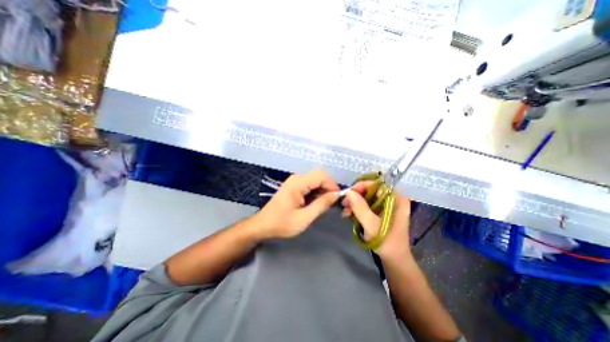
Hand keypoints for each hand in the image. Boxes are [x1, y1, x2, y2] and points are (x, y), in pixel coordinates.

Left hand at [253, 167, 337, 237]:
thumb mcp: (304, 218)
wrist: (263, 225)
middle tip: (330, 203)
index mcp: (298, 183)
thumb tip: (336, 195)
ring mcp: (295, 180)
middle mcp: (297, 178)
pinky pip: (310, 184)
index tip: (336, 199)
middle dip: (328, 188)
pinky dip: (316, 192)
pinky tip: (315, 203)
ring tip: (323, 205)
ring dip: (323, 190)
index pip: (321, 175)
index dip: (332, 185)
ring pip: (316, 179)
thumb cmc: (282, 223)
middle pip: (319, 175)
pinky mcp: (294, 185)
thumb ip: (321, 205)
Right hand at [341, 183, 412, 259]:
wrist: (394, 259)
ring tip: (345, 212)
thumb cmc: (386, 242)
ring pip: (366, 198)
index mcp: (396, 199)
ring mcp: (386, 205)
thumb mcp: (372, 225)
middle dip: (355, 197)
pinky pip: (366, 205)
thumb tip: (349, 192)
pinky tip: (348, 215)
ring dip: (354, 203)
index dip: (361, 186)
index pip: (377, 184)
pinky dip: (357, 209)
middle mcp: (392, 199)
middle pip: (370, 190)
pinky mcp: (380, 212)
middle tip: (344, 204)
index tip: (348, 194)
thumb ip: (360, 207)